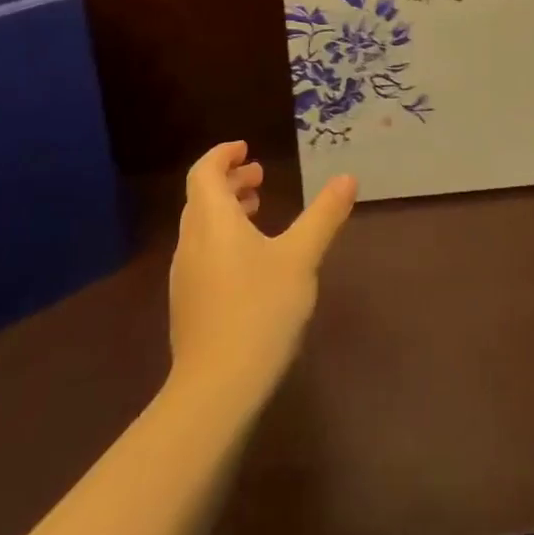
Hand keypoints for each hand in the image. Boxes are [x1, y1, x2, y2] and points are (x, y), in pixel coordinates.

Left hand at [168, 142, 357, 402]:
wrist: (217, 387)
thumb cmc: (260, 310)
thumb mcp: (301, 257)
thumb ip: (324, 216)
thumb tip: (347, 178)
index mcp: (212, 222)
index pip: (205, 172)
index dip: (223, 155)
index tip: (247, 148)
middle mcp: (192, 243)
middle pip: (202, 198)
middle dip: (230, 181)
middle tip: (260, 177)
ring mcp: (185, 277)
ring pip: (202, 228)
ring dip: (227, 211)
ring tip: (258, 211)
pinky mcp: (189, 305)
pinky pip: (203, 253)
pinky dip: (224, 239)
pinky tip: (251, 261)